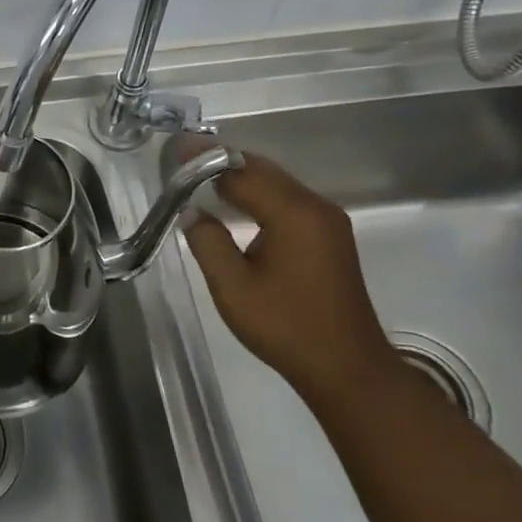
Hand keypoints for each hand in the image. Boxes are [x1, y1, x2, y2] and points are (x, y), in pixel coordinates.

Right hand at [181, 152, 395, 410]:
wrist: (348, 369)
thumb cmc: (286, 327)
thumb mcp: (233, 287)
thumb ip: (207, 242)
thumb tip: (193, 212)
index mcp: (293, 214)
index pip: (241, 172)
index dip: (204, 161)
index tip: (174, 152)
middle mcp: (315, 207)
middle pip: (262, 170)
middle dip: (222, 162)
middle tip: (182, 160)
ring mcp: (327, 221)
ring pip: (276, 183)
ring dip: (240, 176)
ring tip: (201, 176)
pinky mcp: (329, 236)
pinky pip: (288, 200)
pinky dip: (258, 193)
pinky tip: (236, 203)